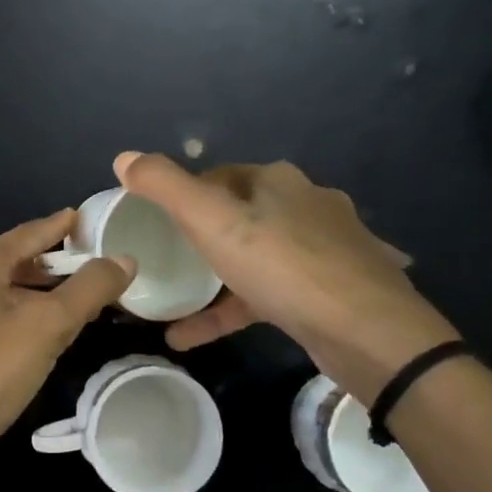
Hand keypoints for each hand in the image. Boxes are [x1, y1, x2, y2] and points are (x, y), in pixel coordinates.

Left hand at [0, 210, 135, 477]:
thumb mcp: (46, 328)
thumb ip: (88, 290)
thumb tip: (123, 259)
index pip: (28, 233)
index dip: (59, 226)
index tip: (83, 219)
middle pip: (10, 262)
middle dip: (48, 266)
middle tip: (86, 272)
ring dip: (30, 295)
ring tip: (65, 308)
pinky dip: (10, 318)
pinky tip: (28, 341)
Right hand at [114, 152, 458, 402]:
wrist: (368, 332)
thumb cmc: (282, 266)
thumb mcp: (212, 221)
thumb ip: (164, 187)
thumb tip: (123, 156)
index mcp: (277, 181)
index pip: (218, 176)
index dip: (183, 196)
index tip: (154, 224)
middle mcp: (305, 204)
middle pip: (239, 215)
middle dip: (201, 237)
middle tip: (164, 262)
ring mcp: (325, 248)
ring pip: (256, 257)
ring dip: (215, 281)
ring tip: (174, 305)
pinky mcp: (333, 289)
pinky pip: (272, 293)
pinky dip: (235, 308)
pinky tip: (198, 335)